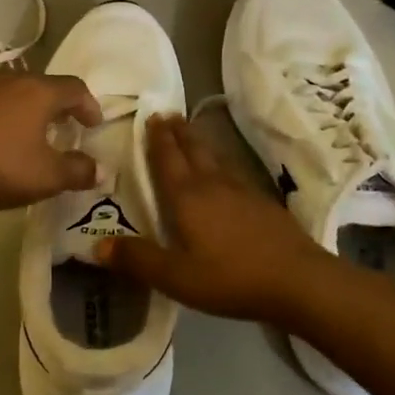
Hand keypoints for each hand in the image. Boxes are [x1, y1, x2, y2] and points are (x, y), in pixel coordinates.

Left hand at [0, 70, 103, 215]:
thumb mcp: (47, 177)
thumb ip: (78, 171)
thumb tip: (99, 169)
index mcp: (38, 91)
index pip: (75, 88)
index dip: (89, 106)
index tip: (93, 125)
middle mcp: (11, 79)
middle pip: (44, 85)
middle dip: (59, 105)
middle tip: (66, 127)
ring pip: (15, 90)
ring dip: (29, 107)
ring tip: (32, 131)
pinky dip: (3, 114)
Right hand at [97, 114, 329, 323]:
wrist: (298, 280)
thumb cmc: (231, 278)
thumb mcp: (177, 277)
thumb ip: (138, 260)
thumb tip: (96, 245)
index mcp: (187, 197)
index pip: (167, 159)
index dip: (157, 139)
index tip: (151, 115)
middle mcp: (212, 184)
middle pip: (192, 150)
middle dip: (178, 132)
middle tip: (168, 114)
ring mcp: (241, 190)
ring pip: (214, 157)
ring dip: (198, 142)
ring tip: (190, 132)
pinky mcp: (262, 202)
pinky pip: (232, 171)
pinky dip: (220, 162)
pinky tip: (224, 171)